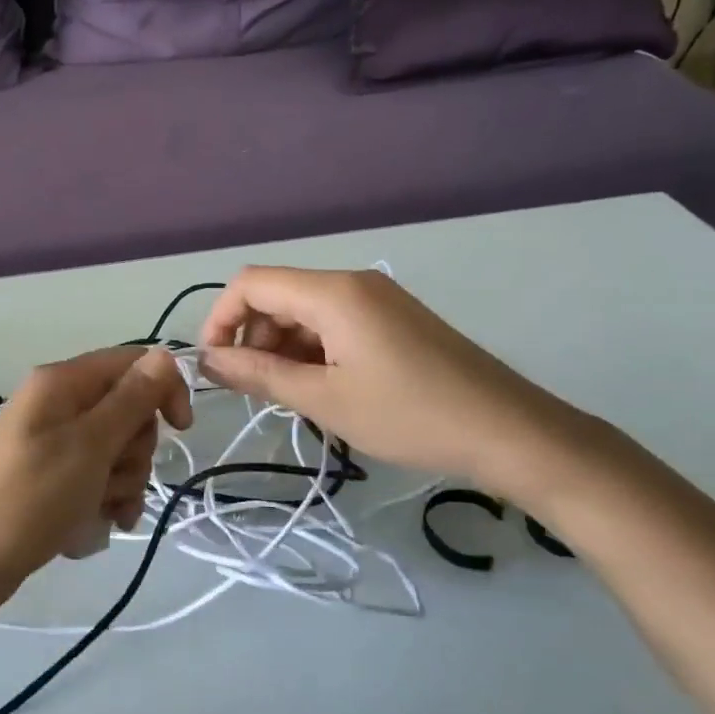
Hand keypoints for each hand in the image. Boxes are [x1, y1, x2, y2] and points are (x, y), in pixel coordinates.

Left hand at [0, 347, 193, 601]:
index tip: (181, 429)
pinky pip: (99, 476)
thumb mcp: (90, 445)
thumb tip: (165, 356)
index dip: (163, 390)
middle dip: (135, 449)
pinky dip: (107, 498)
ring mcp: (55, 441)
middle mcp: (59, 403)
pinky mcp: (54, 475)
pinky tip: (100, 524)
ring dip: (123, 482)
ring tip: (101, 509)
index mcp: (62, 382)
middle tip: (114, 477)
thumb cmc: (32, 497)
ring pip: (118, 448)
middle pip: (128, 410)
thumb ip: (132, 399)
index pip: (133, 363)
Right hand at [199, 267, 592, 503]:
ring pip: (306, 312)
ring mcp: (378, 299)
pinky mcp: (394, 318)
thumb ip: (259, 374)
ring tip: (295, 397)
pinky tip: (327, 390)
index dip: (221, 319)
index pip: (252, 283)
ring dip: (285, 349)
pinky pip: (336, 324)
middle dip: (254, 338)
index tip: (215, 366)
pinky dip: (315, 352)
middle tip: (260, 391)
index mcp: (333, 293)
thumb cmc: (409, 416)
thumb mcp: (325, 400)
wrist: (507, 431)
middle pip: (278, 296)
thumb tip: (207, 360)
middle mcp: (352, 283)